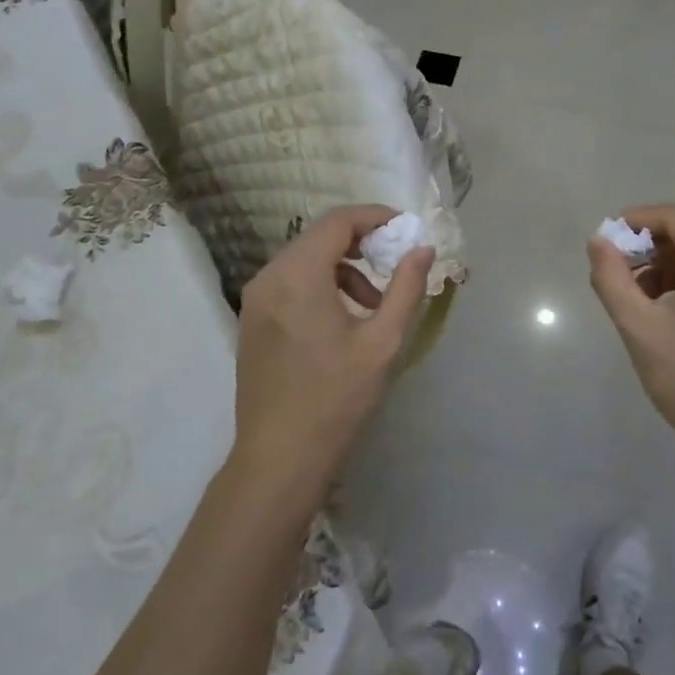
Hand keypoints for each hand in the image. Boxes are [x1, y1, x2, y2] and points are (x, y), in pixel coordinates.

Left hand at [233, 206, 433, 496]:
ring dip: (343, 269)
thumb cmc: (336, 399)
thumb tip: (422, 249)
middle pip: (319, 237)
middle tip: (395, 265)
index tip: (405, 229)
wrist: (280, 457)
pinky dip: (320, 286)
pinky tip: (342, 321)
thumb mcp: (382, 342)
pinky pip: (289, 283)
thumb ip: (406, 288)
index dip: (375, 217)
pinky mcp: (251, 320)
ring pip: (304, 260)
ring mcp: (255, 299)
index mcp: (298, 275)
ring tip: (374, 305)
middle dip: (361, 244)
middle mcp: (269, 277)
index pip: (338, 221)